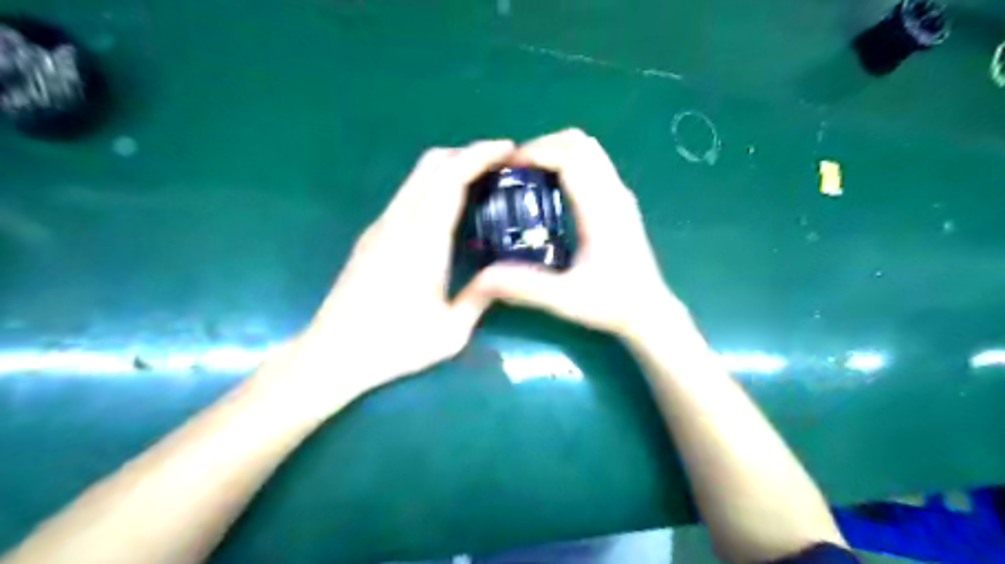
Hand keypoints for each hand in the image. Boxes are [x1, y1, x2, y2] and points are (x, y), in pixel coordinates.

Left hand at [274, 139, 512, 403]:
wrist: (332, 354)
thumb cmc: (393, 345)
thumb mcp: (451, 332)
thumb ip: (481, 297)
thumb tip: (507, 274)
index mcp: (422, 240)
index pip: (451, 178)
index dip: (481, 155)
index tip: (509, 150)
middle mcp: (398, 222)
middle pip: (432, 164)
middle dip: (469, 154)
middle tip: (501, 166)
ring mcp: (381, 226)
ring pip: (417, 177)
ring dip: (451, 168)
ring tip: (482, 184)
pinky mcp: (372, 235)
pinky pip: (408, 194)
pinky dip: (435, 186)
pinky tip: (451, 210)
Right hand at [467, 127, 678, 339]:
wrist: (649, 312)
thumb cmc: (612, 304)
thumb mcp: (564, 299)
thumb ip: (524, 287)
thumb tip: (481, 277)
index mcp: (601, 210)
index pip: (570, 158)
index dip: (536, 152)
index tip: (505, 165)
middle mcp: (614, 194)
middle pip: (580, 144)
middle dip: (543, 146)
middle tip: (513, 168)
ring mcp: (620, 196)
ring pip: (589, 151)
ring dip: (556, 151)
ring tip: (528, 174)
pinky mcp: (620, 204)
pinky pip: (593, 165)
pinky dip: (568, 162)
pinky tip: (550, 189)